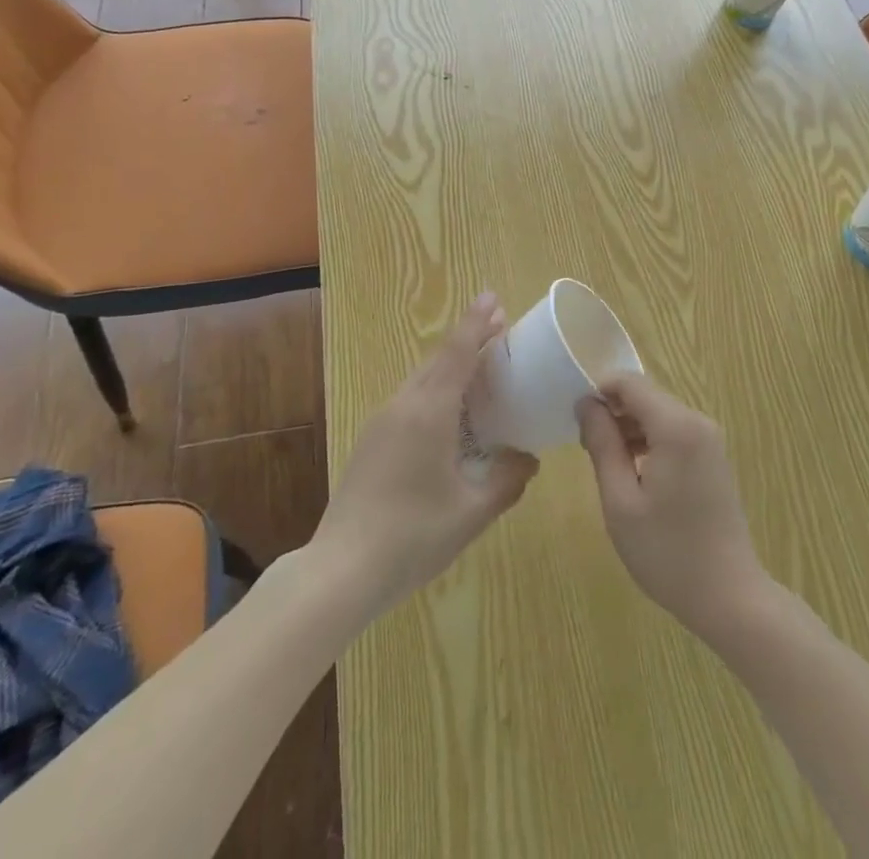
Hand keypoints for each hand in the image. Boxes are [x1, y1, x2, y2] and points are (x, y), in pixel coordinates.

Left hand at [313, 293, 538, 616]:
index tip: (494, 297)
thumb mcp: (472, 513)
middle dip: (468, 340)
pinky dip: (436, 391)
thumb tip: (529, 459)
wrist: (340, 572)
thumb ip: (507, 480)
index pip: (457, 352)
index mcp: (429, 412)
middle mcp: (403, 406)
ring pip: (422, 379)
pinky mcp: (371, 442)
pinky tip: (450, 416)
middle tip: (500, 331)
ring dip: (451, 366)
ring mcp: (381, 423)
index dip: (477, 322)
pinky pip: (410, 400)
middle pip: (439, 360)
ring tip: (481, 369)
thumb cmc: (412, 538)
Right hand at [576, 377, 771, 641]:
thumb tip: (586, 404)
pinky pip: (674, 433)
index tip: (576, 422)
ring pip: (659, 414)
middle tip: (588, 451)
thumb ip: (602, 444)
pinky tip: (636, 477)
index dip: (599, 392)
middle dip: (613, 413)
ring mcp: (709, 439)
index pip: (630, 383)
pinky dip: (650, 442)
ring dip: (630, 429)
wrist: (729, 596)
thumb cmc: (667, 551)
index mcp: (676, 426)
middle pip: (646, 397)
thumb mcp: (620, 500)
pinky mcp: (713, 457)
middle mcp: (697, 421)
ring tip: (609, 468)